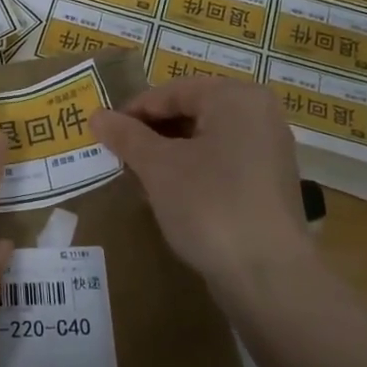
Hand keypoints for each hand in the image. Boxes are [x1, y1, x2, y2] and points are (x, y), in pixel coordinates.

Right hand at [93, 78, 315, 307]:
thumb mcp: (158, 167)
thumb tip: (97, 115)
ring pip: (205, 140)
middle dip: (152, 132)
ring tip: (138, 175)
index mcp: (236, 98)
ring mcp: (269, 151)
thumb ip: (127, 136)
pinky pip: (222, 163)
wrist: (267, 275)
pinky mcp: (269, 185)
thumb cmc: (208, 205)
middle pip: (191, 112)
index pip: (172, 91)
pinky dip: (192, 171)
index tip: (103, 132)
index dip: (133, 110)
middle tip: (118, 154)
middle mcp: (260, 115)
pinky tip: (169, 195)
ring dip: (169, 153)